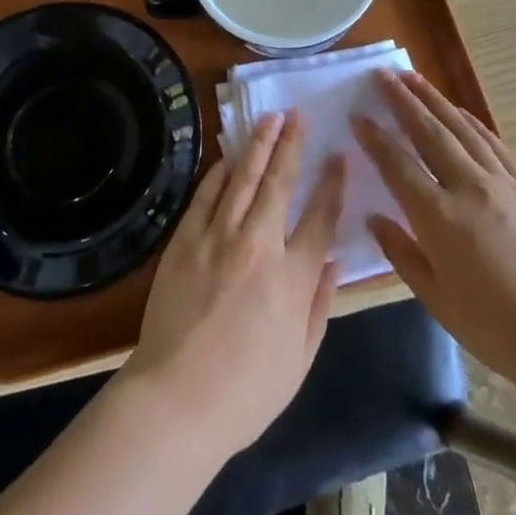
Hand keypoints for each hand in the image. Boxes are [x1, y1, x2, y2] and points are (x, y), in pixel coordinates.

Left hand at [122, 111, 345, 461]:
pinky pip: (207, 194)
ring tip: (269, 118)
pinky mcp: (185, 240)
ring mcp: (218, 238)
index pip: (320, 218)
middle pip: (279, 183)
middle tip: (299, 115)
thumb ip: (319, 304)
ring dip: (258, 144)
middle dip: (292, 144)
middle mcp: (259, 246)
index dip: (332, 183)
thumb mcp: (300, 359)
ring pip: (242, 178)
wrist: (176, 399)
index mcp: (292, 278)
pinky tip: (230, 156)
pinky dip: (220, 171)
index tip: (339, 156)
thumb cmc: (246, 392)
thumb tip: (334, 261)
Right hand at [354, 72, 515, 390]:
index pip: (397, 165)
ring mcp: (505, 183)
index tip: (357, 115)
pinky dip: (472, 122)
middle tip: (382, 75)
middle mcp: (470, 188)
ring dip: (435, 100)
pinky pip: (494, 143)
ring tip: (414, 78)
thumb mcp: (437, 300)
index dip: (375, 138)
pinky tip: (460, 112)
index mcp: (440, 218)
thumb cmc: (497, 330)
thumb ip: (401, 253)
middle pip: (430, 132)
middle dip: (403, 100)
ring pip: (462, 129)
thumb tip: (375, 218)